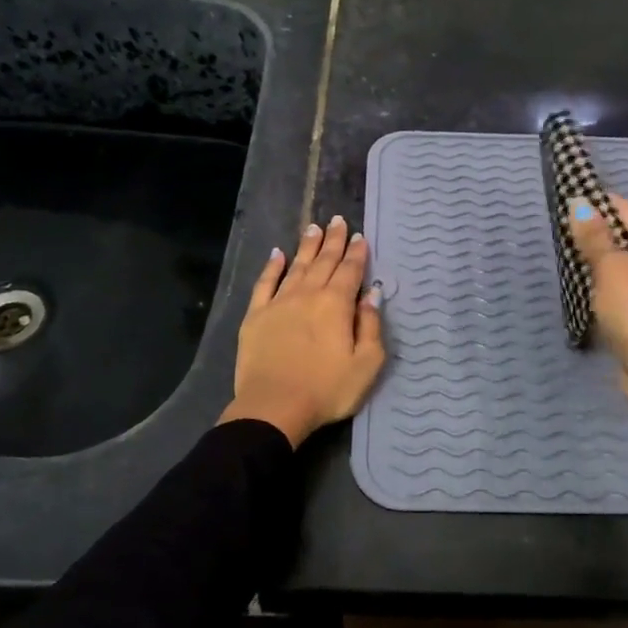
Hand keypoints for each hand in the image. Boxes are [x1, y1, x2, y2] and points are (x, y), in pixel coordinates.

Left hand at [220, 214, 385, 448]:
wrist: (274, 407)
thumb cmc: (327, 390)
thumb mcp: (366, 364)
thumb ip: (371, 326)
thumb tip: (372, 296)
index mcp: (337, 304)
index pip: (350, 271)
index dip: (357, 253)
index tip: (360, 237)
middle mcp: (308, 294)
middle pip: (324, 261)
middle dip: (333, 241)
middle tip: (338, 220)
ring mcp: (279, 303)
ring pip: (296, 266)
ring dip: (307, 247)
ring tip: (314, 228)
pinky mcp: (255, 315)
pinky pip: (265, 283)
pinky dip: (272, 266)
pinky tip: (278, 254)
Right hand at [569, 194, 627, 472]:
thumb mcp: (612, 269)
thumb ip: (594, 238)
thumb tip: (579, 203)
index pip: (626, 211)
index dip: (597, 204)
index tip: (565, 201)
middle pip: (625, 238)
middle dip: (595, 234)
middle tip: (558, 232)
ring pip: (621, 266)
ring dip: (597, 262)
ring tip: (565, 258)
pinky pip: (619, 291)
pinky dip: (601, 287)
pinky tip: (581, 290)